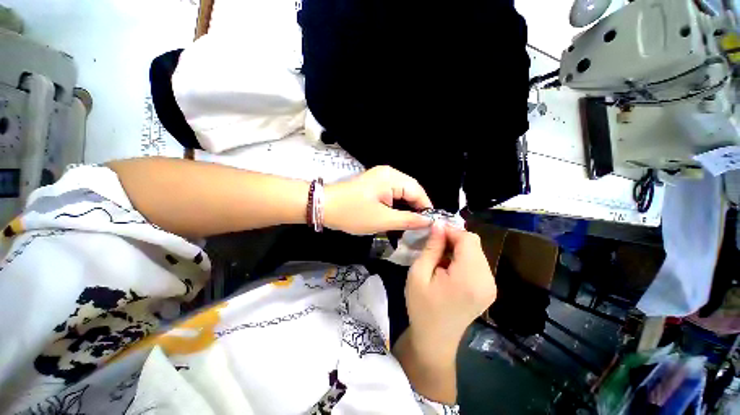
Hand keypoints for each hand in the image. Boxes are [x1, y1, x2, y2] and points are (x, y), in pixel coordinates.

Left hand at [324, 166, 432, 234]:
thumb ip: (408, 220)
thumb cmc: (353, 213)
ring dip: (406, 207)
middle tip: (420, 226)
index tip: (430, 225)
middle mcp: (388, 173)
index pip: (417, 191)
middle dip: (416, 207)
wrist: (324, 207)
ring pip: (401, 192)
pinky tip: (397, 215)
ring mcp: (380, 177)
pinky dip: (396, 204)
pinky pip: (392, 192)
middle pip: (410, 190)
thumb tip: (429, 221)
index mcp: (392, 178)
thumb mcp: (383, 220)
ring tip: (411, 223)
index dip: (426, 207)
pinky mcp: (374, 183)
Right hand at [405, 224, 496, 359]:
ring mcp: (490, 286)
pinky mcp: (488, 289)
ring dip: (457, 249)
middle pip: (474, 244)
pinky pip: (477, 262)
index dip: (451, 231)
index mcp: (469, 277)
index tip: (433, 233)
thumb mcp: (419, 274)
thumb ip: (431, 247)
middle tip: (433, 245)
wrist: (435, 339)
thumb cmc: (422, 306)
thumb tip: (439, 225)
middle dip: (453, 239)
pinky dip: (463, 258)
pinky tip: (448, 268)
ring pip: (476, 251)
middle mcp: (487, 280)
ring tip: (439, 257)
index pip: (468, 239)